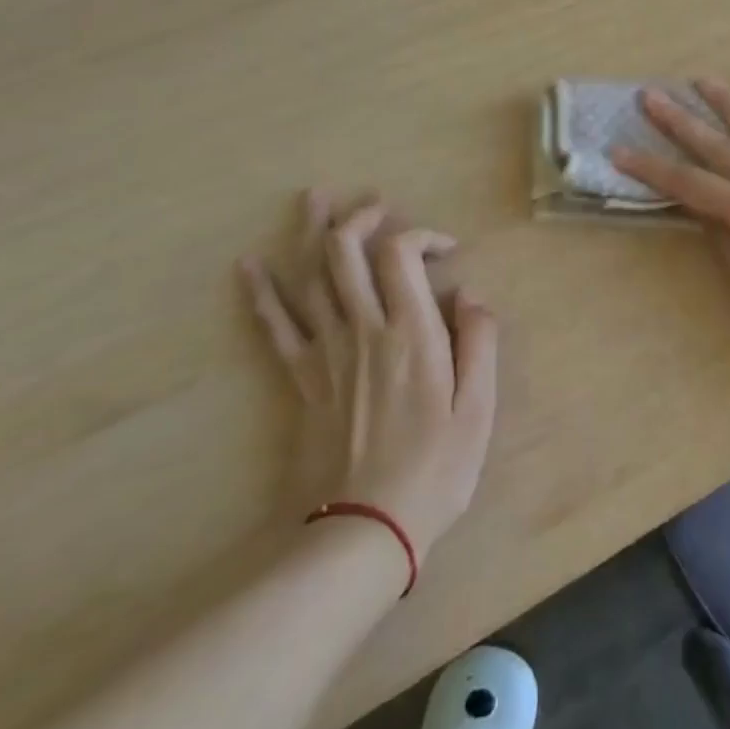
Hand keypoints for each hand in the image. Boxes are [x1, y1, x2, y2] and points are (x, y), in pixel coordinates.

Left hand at [240, 187, 497, 556]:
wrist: (363, 532)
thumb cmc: (433, 470)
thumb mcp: (479, 409)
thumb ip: (480, 342)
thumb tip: (470, 293)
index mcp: (410, 332)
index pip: (400, 253)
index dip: (421, 234)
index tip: (446, 250)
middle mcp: (363, 329)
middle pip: (346, 251)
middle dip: (360, 215)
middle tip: (376, 201)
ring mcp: (326, 352)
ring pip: (310, 276)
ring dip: (312, 232)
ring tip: (314, 196)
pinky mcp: (301, 379)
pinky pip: (276, 326)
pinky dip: (262, 292)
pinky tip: (249, 264)